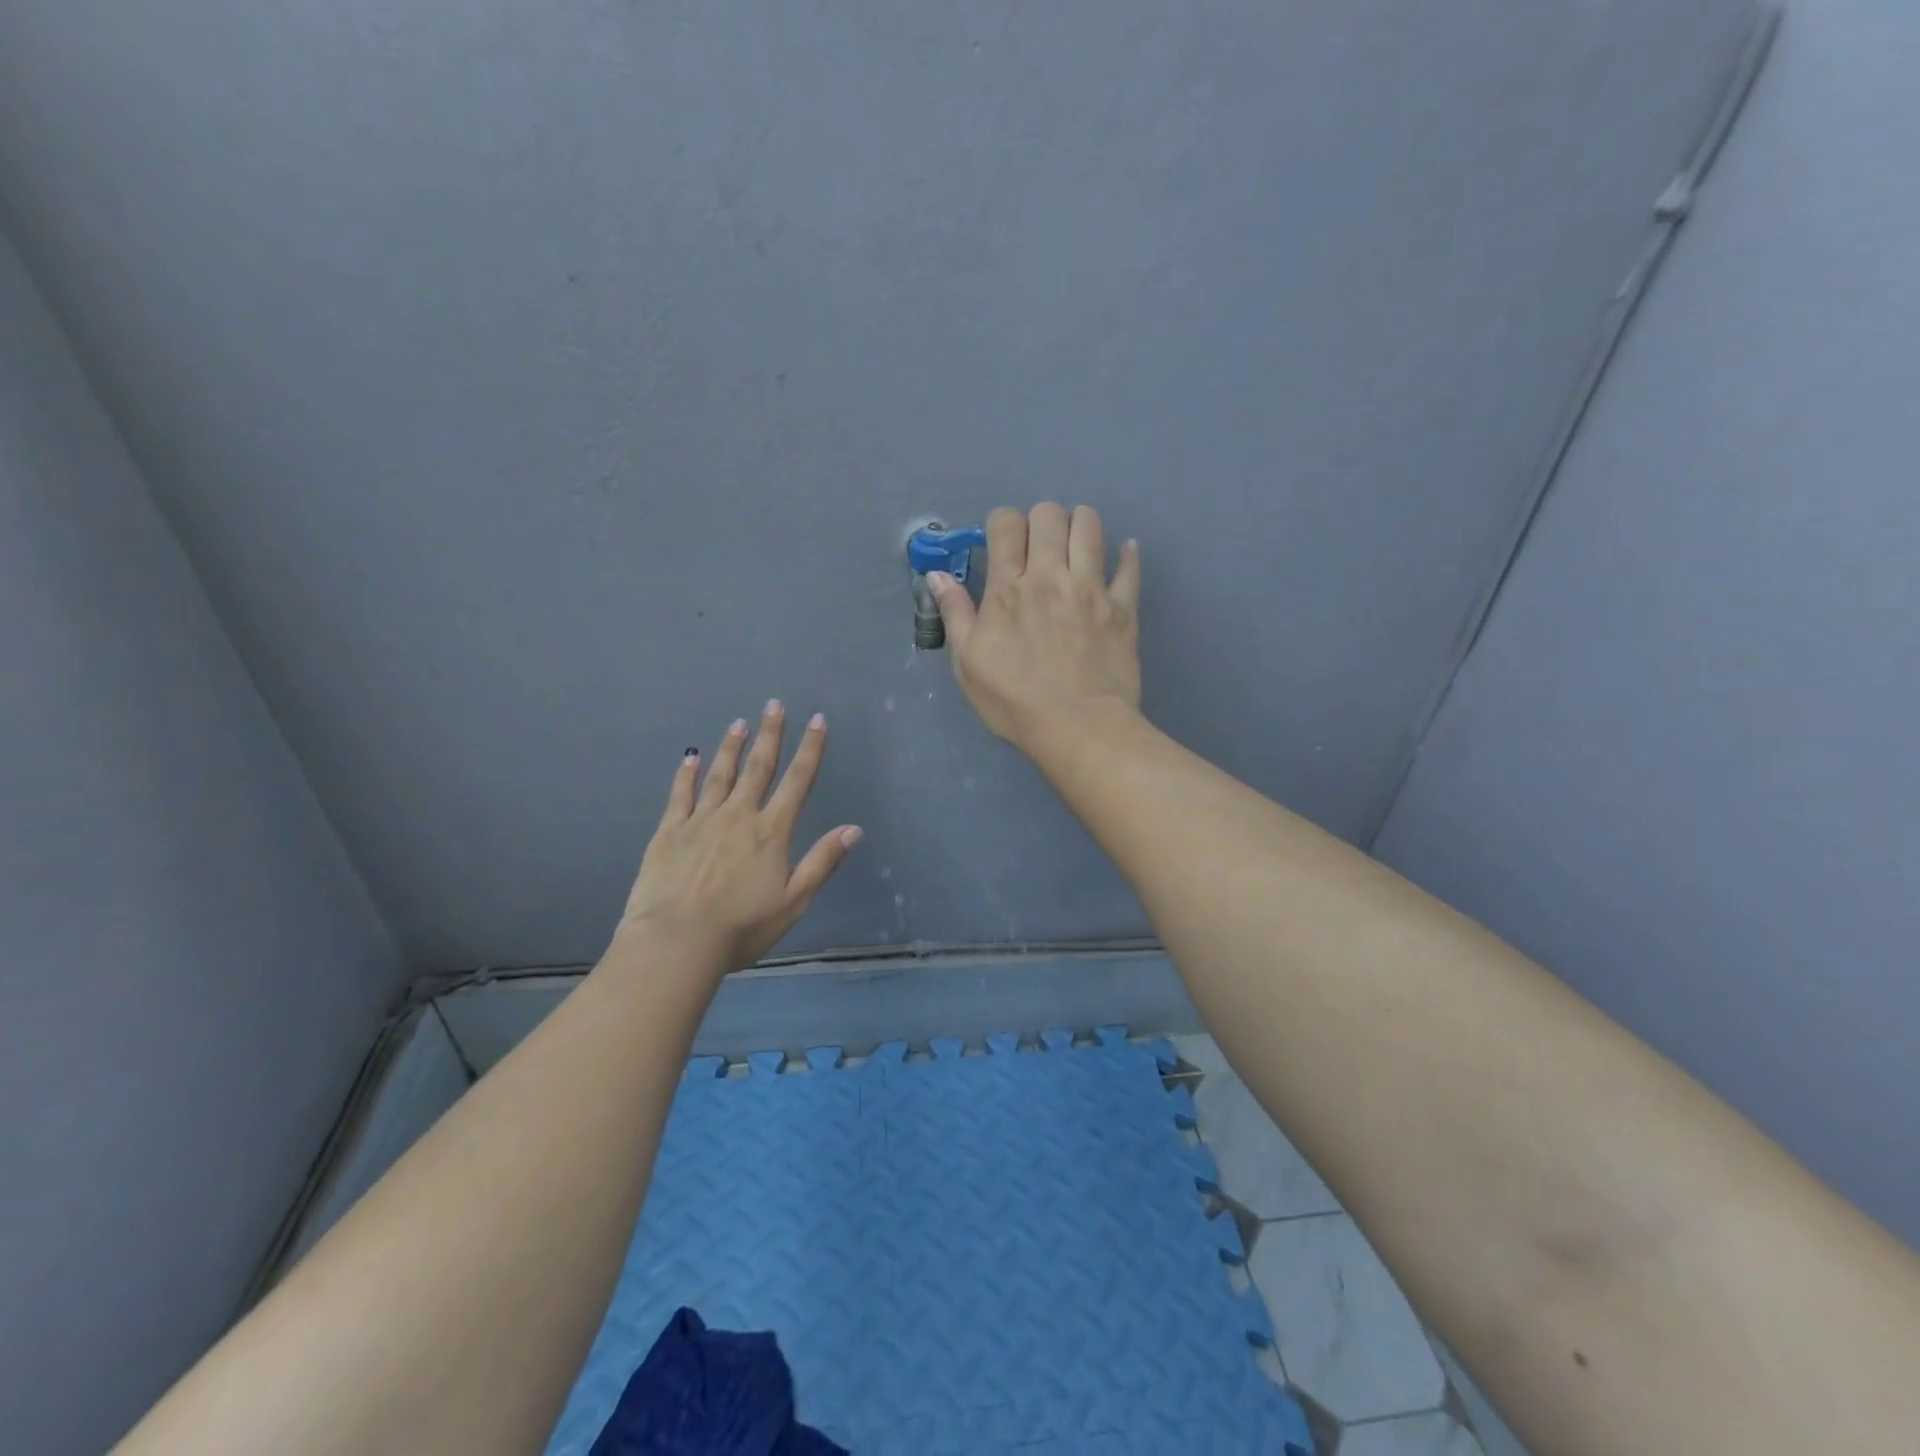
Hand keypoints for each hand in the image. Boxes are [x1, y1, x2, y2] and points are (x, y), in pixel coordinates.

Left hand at [615, 701, 860, 975]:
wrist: (676, 940)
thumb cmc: (741, 926)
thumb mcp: (794, 900)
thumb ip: (822, 861)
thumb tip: (853, 828)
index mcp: (771, 831)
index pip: (797, 782)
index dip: (810, 749)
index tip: (817, 720)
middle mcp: (739, 816)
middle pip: (759, 767)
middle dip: (770, 735)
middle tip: (774, 705)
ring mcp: (701, 820)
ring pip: (720, 774)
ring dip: (732, 747)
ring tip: (739, 723)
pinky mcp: (670, 832)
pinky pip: (680, 795)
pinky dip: (687, 774)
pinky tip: (690, 757)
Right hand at [927, 503, 1141, 749]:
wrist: (1078, 728)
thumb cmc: (1014, 701)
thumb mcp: (968, 664)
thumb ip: (955, 614)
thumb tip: (937, 575)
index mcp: (1009, 588)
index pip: (1006, 524)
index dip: (1002, 524)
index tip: (1002, 543)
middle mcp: (1051, 576)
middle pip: (1049, 514)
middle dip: (1040, 520)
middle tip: (1038, 547)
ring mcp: (1091, 588)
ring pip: (1090, 525)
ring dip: (1079, 525)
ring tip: (1074, 548)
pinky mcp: (1123, 607)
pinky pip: (1130, 566)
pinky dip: (1126, 555)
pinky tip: (1121, 555)